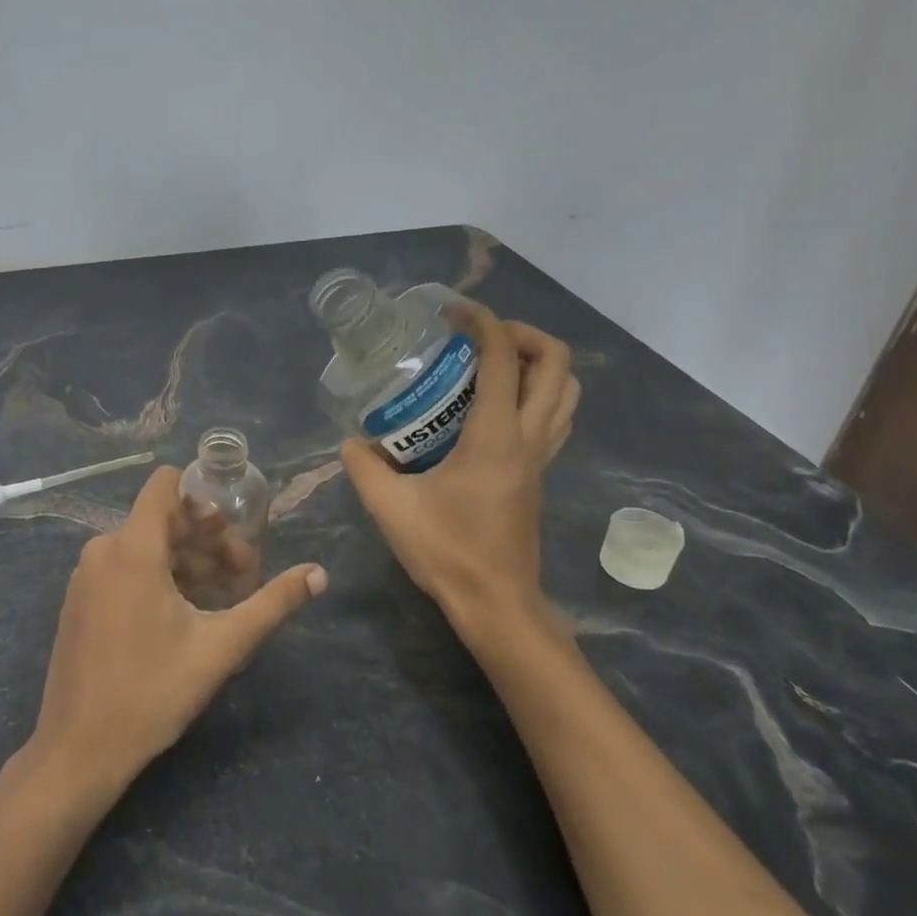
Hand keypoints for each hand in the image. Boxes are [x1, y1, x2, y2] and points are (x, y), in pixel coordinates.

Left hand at [28, 467, 326, 796]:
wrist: (78, 750)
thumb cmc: (152, 692)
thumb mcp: (221, 647)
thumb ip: (273, 604)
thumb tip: (319, 574)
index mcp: (132, 548)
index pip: (165, 484)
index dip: (203, 497)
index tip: (234, 530)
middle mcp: (103, 550)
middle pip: (163, 518)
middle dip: (207, 540)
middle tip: (242, 577)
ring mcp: (86, 576)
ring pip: (145, 546)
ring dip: (187, 562)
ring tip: (221, 599)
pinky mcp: (80, 601)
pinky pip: (124, 568)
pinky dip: (158, 577)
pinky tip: (184, 615)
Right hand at [340, 301, 578, 655]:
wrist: (495, 603)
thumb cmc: (447, 552)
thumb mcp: (390, 507)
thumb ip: (363, 467)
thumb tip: (350, 441)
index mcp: (496, 437)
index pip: (504, 359)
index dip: (484, 322)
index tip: (454, 312)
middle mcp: (529, 439)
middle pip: (557, 364)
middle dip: (523, 334)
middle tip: (479, 336)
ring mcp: (541, 458)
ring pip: (567, 391)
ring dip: (538, 363)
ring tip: (493, 363)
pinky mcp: (539, 474)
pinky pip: (555, 416)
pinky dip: (536, 393)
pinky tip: (494, 406)